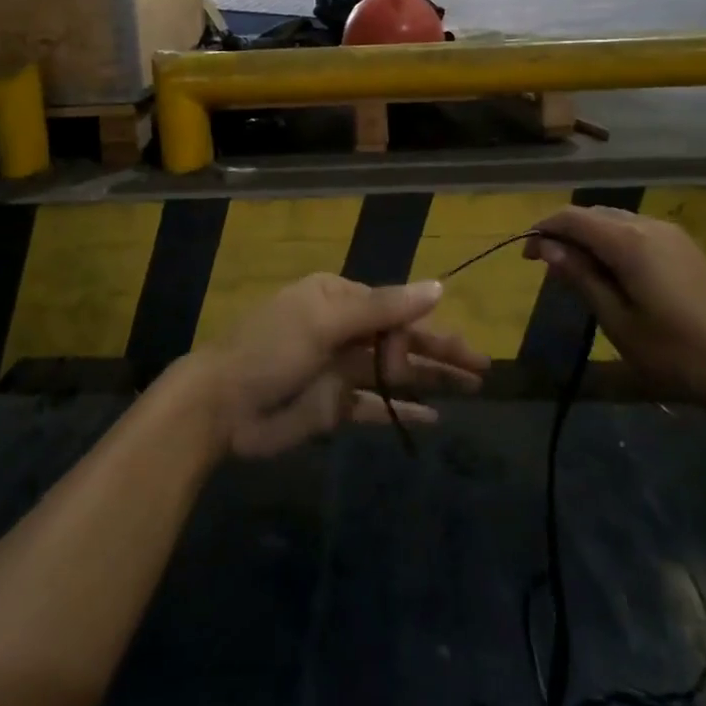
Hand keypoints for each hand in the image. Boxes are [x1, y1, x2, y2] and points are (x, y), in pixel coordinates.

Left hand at [196, 274, 488, 457]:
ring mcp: (339, 369)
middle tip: (483, 369)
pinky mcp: (333, 406)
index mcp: (338, 298)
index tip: (450, 353)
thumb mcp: (326, 320)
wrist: (221, 406)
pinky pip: (376, 405)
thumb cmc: (271, 349)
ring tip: (472, 389)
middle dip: (442, 352)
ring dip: (431, 379)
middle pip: (402, 339)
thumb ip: (384, 308)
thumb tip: (438, 287)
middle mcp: (342, 329)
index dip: (424, 330)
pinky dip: (402, 410)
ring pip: (395, 372)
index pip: (395, 309)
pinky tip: (434, 418)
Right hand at [525, 206, 705, 416]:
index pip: (571, 217)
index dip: (543, 230)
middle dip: (565, 234)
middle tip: (548, 269)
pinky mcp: (686, 249)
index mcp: (627, 240)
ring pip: (616, 222)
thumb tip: (547, 248)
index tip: (526, 258)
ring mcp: (672, 235)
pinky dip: (614, 244)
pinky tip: (614, 276)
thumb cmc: (676, 352)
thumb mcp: (617, 321)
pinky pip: (637, 233)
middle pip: (593, 215)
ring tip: (577, 275)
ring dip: (590, 239)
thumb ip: (581, 278)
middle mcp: (648, 225)